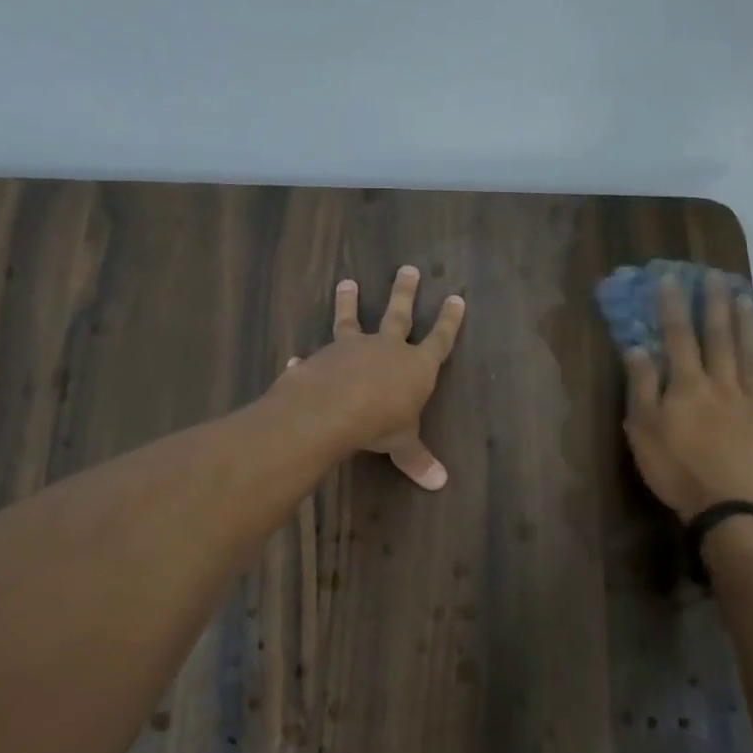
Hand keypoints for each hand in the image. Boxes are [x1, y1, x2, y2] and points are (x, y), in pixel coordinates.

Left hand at [278, 266, 466, 489]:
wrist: (332, 409)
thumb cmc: (380, 423)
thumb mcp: (403, 444)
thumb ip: (417, 459)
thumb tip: (440, 483)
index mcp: (415, 366)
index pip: (439, 340)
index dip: (449, 321)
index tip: (456, 298)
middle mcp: (385, 349)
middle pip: (399, 315)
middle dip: (405, 293)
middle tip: (408, 268)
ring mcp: (351, 349)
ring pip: (352, 319)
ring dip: (349, 302)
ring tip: (346, 282)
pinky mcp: (321, 357)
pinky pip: (315, 356)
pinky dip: (306, 359)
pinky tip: (296, 358)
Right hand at [622, 273, 752, 520]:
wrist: (732, 507)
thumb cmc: (677, 470)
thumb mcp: (643, 431)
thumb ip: (642, 387)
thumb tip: (637, 348)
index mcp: (688, 385)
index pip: (678, 337)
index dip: (673, 307)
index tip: (672, 279)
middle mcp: (723, 384)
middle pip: (719, 337)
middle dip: (715, 305)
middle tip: (716, 277)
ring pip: (751, 355)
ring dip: (748, 325)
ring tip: (747, 299)